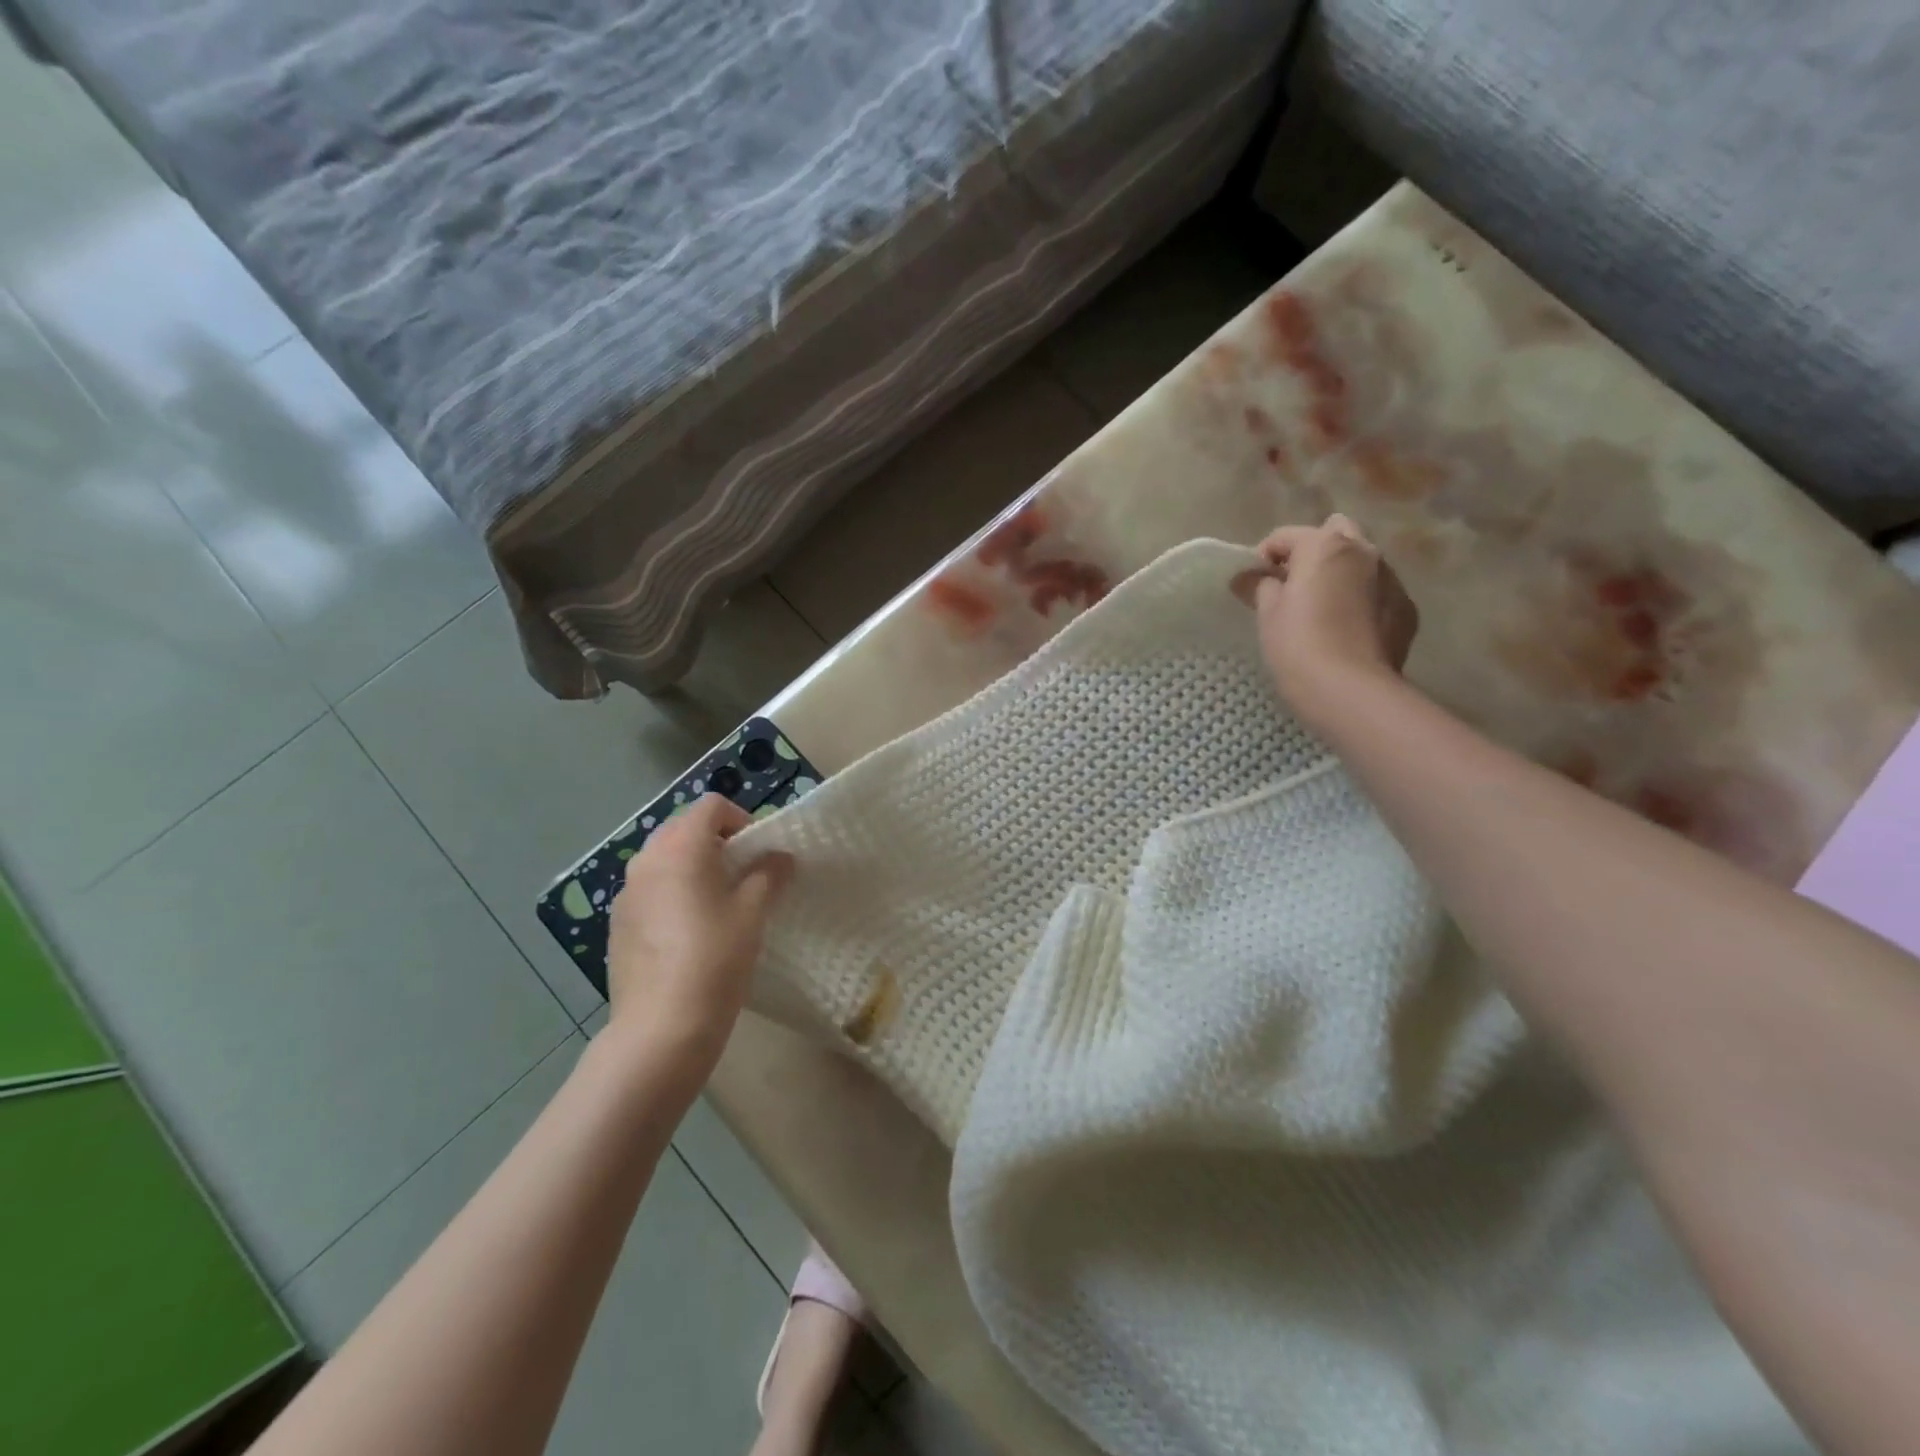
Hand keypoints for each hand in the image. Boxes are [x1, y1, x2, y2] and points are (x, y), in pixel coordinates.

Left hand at [604, 794, 792, 1082]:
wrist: (660, 1028)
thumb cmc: (715, 959)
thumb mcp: (752, 912)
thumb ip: (768, 874)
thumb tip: (779, 856)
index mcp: (680, 848)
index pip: (711, 806)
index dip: (741, 818)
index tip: (760, 851)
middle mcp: (646, 861)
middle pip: (684, 830)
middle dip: (717, 842)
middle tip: (744, 875)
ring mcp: (626, 893)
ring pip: (665, 861)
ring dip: (694, 868)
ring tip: (719, 904)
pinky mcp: (618, 924)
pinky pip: (651, 890)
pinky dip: (673, 893)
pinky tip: (691, 933)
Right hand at [1251, 514, 1418, 721]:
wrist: (1351, 690)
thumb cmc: (1298, 644)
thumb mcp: (1268, 614)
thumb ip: (1258, 586)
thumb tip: (1249, 577)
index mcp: (1325, 545)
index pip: (1284, 535)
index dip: (1263, 558)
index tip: (1253, 585)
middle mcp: (1364, 551)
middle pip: (1334, 534)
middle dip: (1312, 553)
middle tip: (1292, 587)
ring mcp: (1392, 579)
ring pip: (1361, 562)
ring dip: (1340, 574)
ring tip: (1322, 609)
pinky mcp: (1405, 608)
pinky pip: (1378, 592)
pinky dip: (1361, 600)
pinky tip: (1346, 629)